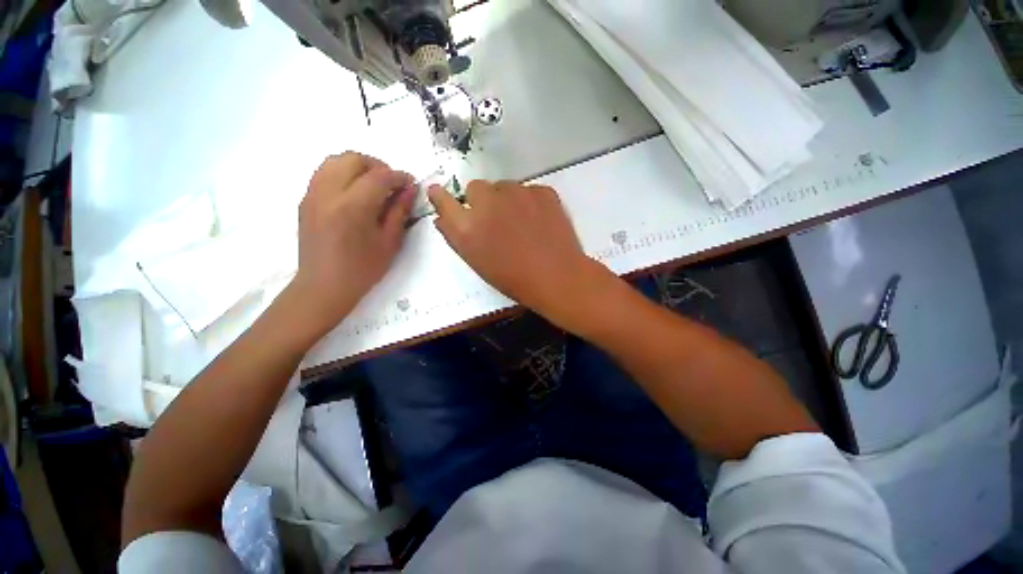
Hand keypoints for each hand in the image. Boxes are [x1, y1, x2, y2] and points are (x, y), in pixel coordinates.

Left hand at [287, 152, 414, 334]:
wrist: (324, 286)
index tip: (410, 183)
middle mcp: (328, 194)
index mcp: (353, 207)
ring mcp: (312, 195)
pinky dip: (342, 174)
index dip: (398, 176)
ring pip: (334, 161)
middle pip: (352, 159)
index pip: (379, 177)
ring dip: (358, 167)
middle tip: (391, 184)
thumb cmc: (363, 269)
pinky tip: (354, 194)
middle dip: (377, 166)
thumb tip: (410, 189)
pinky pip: (323, 173)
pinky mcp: (305, 200)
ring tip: (373, 185)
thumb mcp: (390, 242)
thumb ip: (399, 212)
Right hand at [428, 180, 606, 326]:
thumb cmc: (513, 278)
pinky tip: (539, 221)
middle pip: (476, 187)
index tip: (441, 194)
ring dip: (506, 200)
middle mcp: (487, 201)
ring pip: (504, 187)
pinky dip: (530, 202)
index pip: (442, 199)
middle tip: (496, 220)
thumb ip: (456, 236)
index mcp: (467, 225)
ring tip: (522, 223)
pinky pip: (528, 191)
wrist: (557, 277)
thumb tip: (444, 218)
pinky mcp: (541, 190)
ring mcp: (516, 192)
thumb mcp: (477, 262)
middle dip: (482, 201)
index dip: (441, 196)